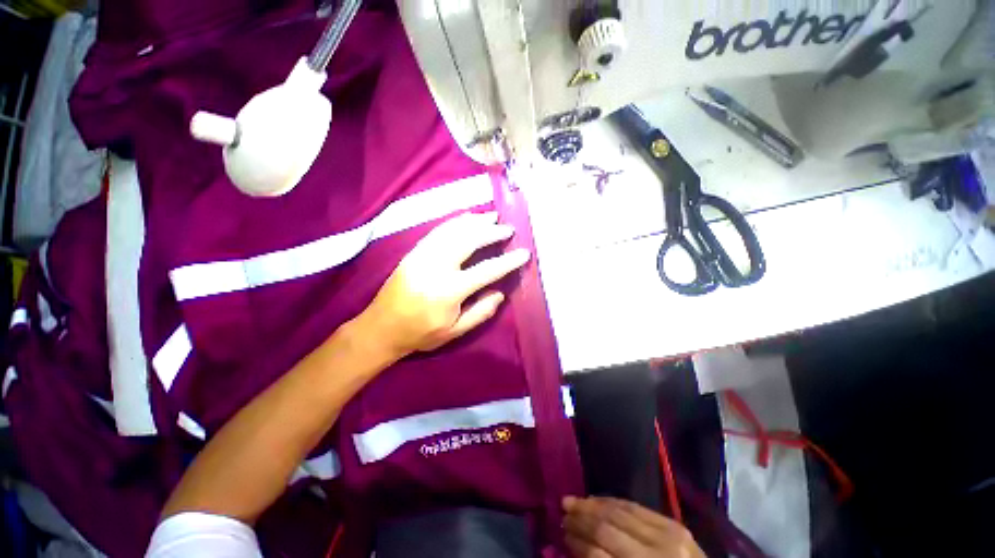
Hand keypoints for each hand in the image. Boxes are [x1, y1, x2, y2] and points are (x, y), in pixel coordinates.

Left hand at [358, 211, 528, 357]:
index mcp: (448, 290)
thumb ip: (480, 312)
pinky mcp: (414, 251)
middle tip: (508, 229)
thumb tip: (500, 293)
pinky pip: (438, 231)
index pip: (486, 270)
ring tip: (492, 217)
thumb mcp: (454, 332)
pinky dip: (455, 222)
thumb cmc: (420, 333)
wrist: (380, 328)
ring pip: (452, 230)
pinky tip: (467, 219)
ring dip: (474, 221)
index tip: (524, 253)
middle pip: (469, 240)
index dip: (508, 261)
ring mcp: (422, 255)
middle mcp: (436, 267)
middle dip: (491, 232)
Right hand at [563, 497, 704, 557]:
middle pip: (607, 528)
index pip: (600, 556)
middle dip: (580, 519)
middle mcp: (657, 554)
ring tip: (573, 501)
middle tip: (562, 511)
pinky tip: (597, 500)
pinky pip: (635, 506)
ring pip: (618, 511)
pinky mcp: (673, 523)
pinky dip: (612, 502)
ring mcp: (667, 535)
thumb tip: (581, 549)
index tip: (562, 534)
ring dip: (592, 505)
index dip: (578, 543)